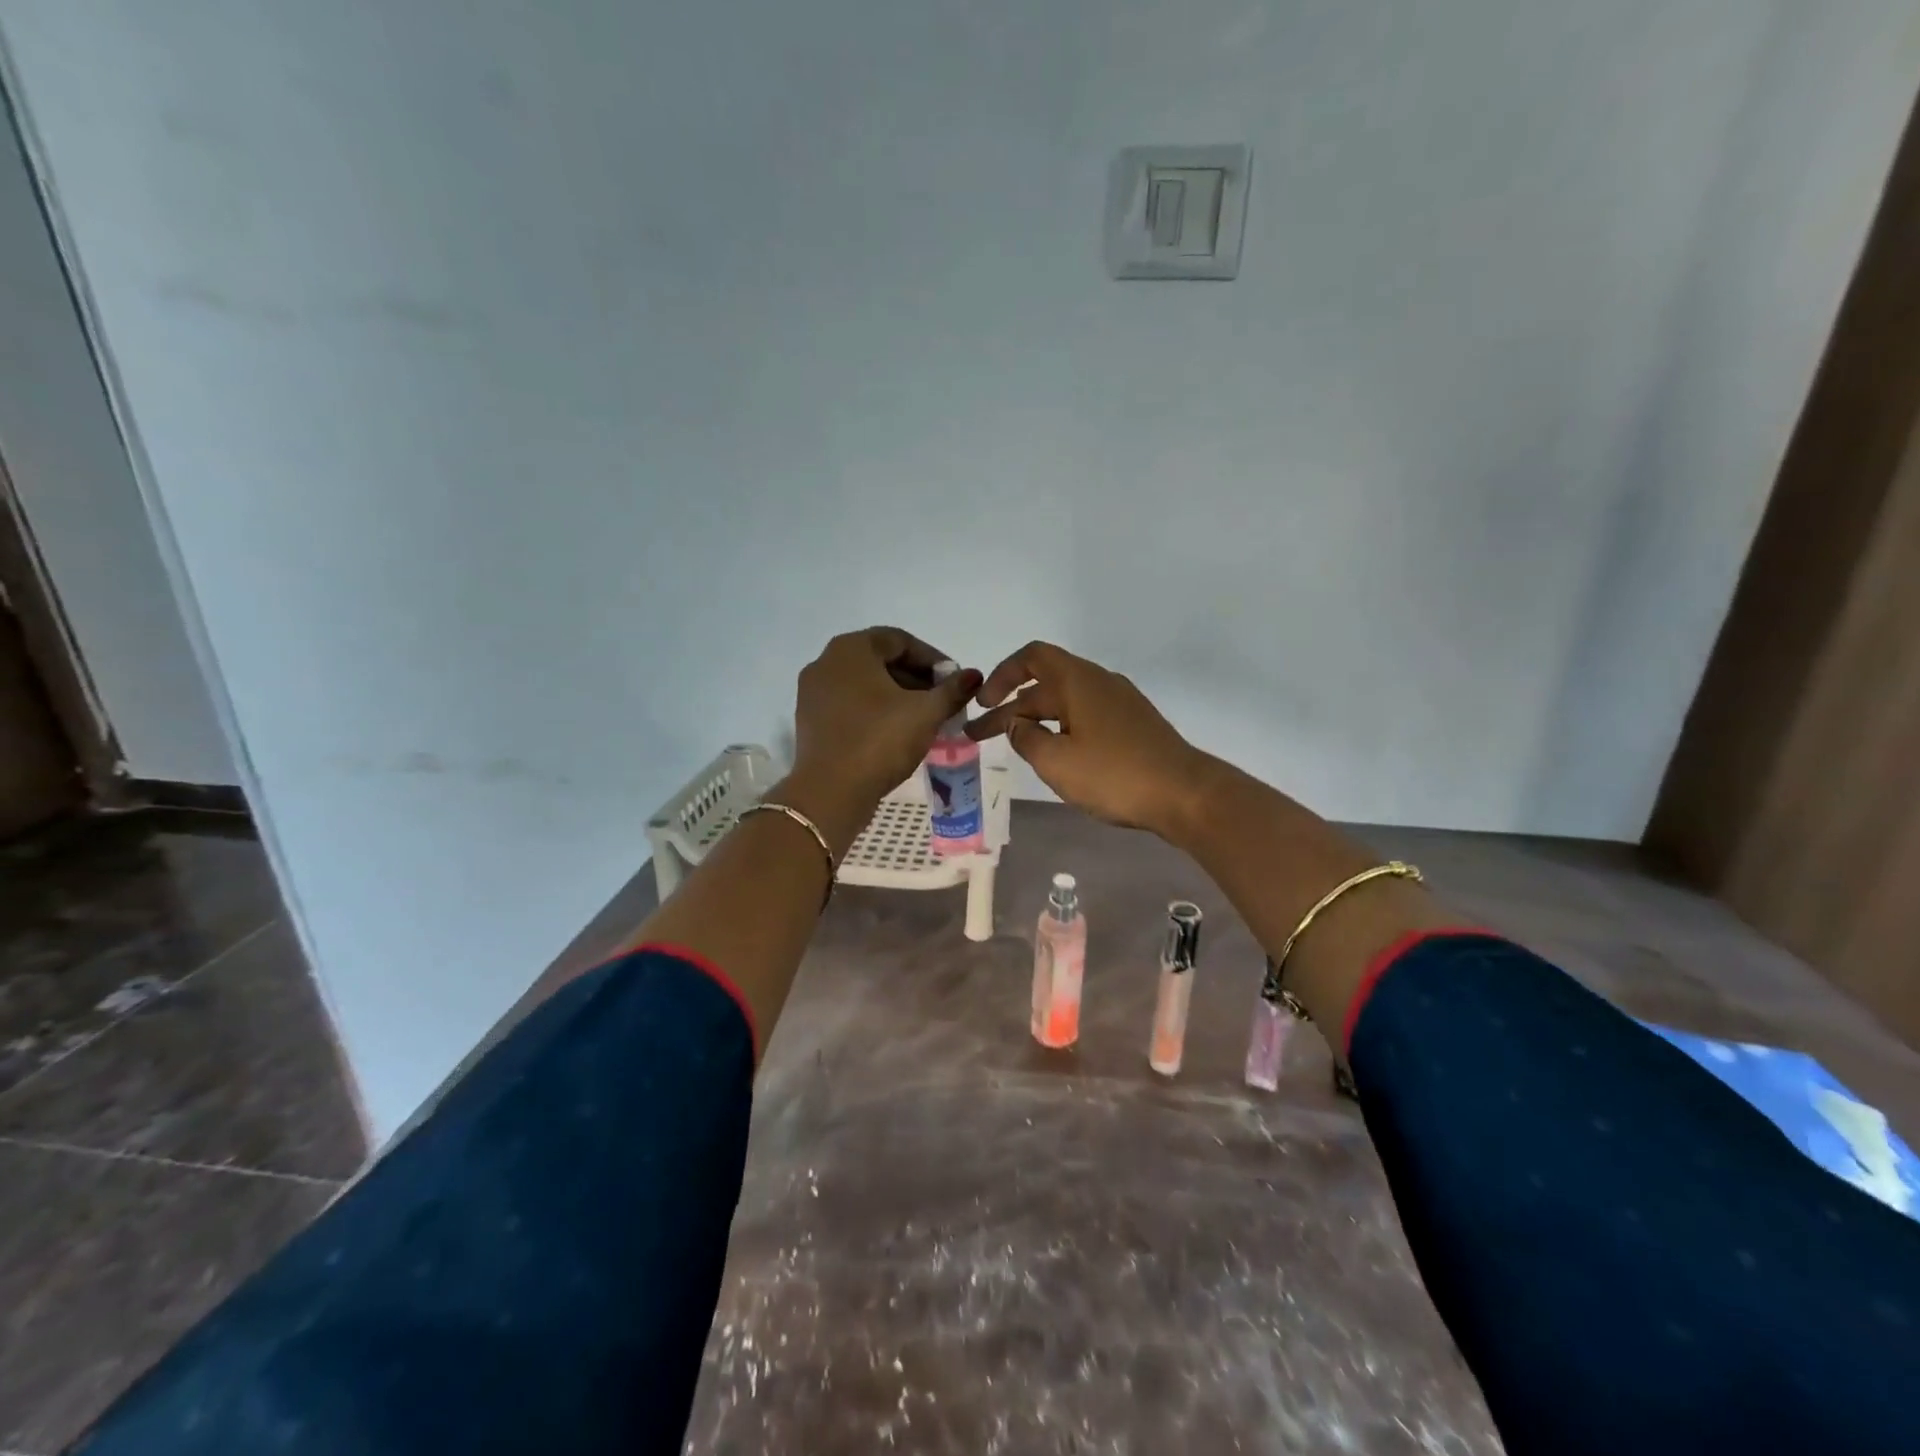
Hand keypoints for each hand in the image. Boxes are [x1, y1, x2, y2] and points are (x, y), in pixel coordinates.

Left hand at [790, 627, 980, 812]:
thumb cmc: (879, 741)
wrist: (830, 793)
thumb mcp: (925, 713)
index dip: (933, 659)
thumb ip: (952, 690)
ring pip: (865, 684)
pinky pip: (850, 705)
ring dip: (898, 696)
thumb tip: (973, 676)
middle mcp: (826, 663)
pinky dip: (875, 711)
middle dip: (917, 679)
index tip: (955, 682)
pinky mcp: (811, 721)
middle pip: (881, 660)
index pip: (900, 640)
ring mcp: (814, 693)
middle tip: (943, 702)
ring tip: (925, 719)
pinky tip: (897, 733)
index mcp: (851, 649)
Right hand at [966, 641, 1211, 838]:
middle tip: (978, 737)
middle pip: (1044, 685)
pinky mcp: (1132, 725)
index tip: (982, 704)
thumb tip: (1018, 725)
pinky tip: (1054, 754)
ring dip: (1034, 721)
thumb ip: (1027, 739)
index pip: (1032, 658)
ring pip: (1065, 703)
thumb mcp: (1056, 761)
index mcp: (1078, 681)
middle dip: (1009, 709)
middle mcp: (1099, 683)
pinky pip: (1084, 717)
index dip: (1001, 675)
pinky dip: (1060, 729)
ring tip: (1013, 746)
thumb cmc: (1114, 774)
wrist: (1184, 793)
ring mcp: (1119, 703)